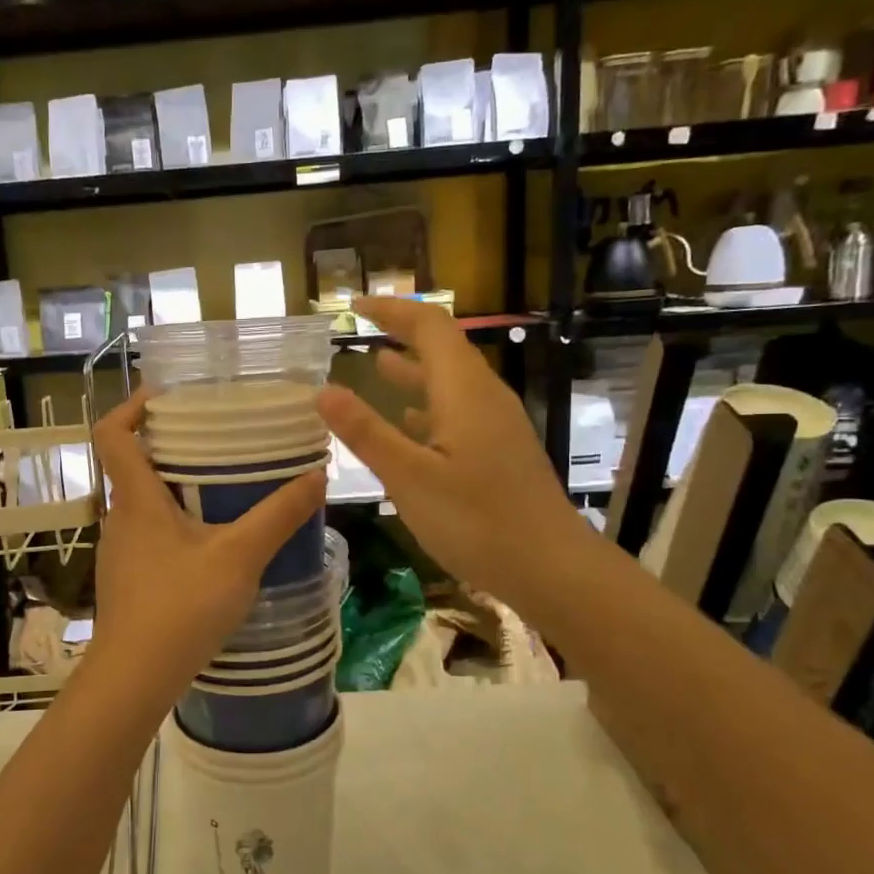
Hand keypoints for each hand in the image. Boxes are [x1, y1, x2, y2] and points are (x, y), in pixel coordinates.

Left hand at [86, 389, 325, 702]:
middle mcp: (119, 519)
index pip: (111, 433)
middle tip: (216, 442)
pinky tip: (211, 546)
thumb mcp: (240, 557)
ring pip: (142, 504)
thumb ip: (279, 515)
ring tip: (222, 491)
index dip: (131, 406)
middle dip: (170, 448)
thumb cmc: (181, 607)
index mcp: (135, 499)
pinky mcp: (127, 581)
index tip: (166, 397)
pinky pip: (148, 536)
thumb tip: (317, 475)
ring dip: (174, 490)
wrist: (134, 678)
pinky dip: (175, 526)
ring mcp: (119, 553)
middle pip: (132, 466)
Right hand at [316, 297, 583, 606]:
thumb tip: (322, 390)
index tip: (353, 307)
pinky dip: (426, 404)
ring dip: (413, 369)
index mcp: (464, 392)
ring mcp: (495, 424)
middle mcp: (483, 397)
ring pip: (450, 381)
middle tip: (359, 330)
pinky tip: (409, 421)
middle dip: (401, 332)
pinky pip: (457, 410)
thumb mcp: (409, 478)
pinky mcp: (498, 450)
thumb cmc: (477, 521)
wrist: (551, 567)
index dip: (392, 310)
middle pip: (443, 348)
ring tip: (375, 364)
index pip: (429, 327)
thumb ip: (366, 432)